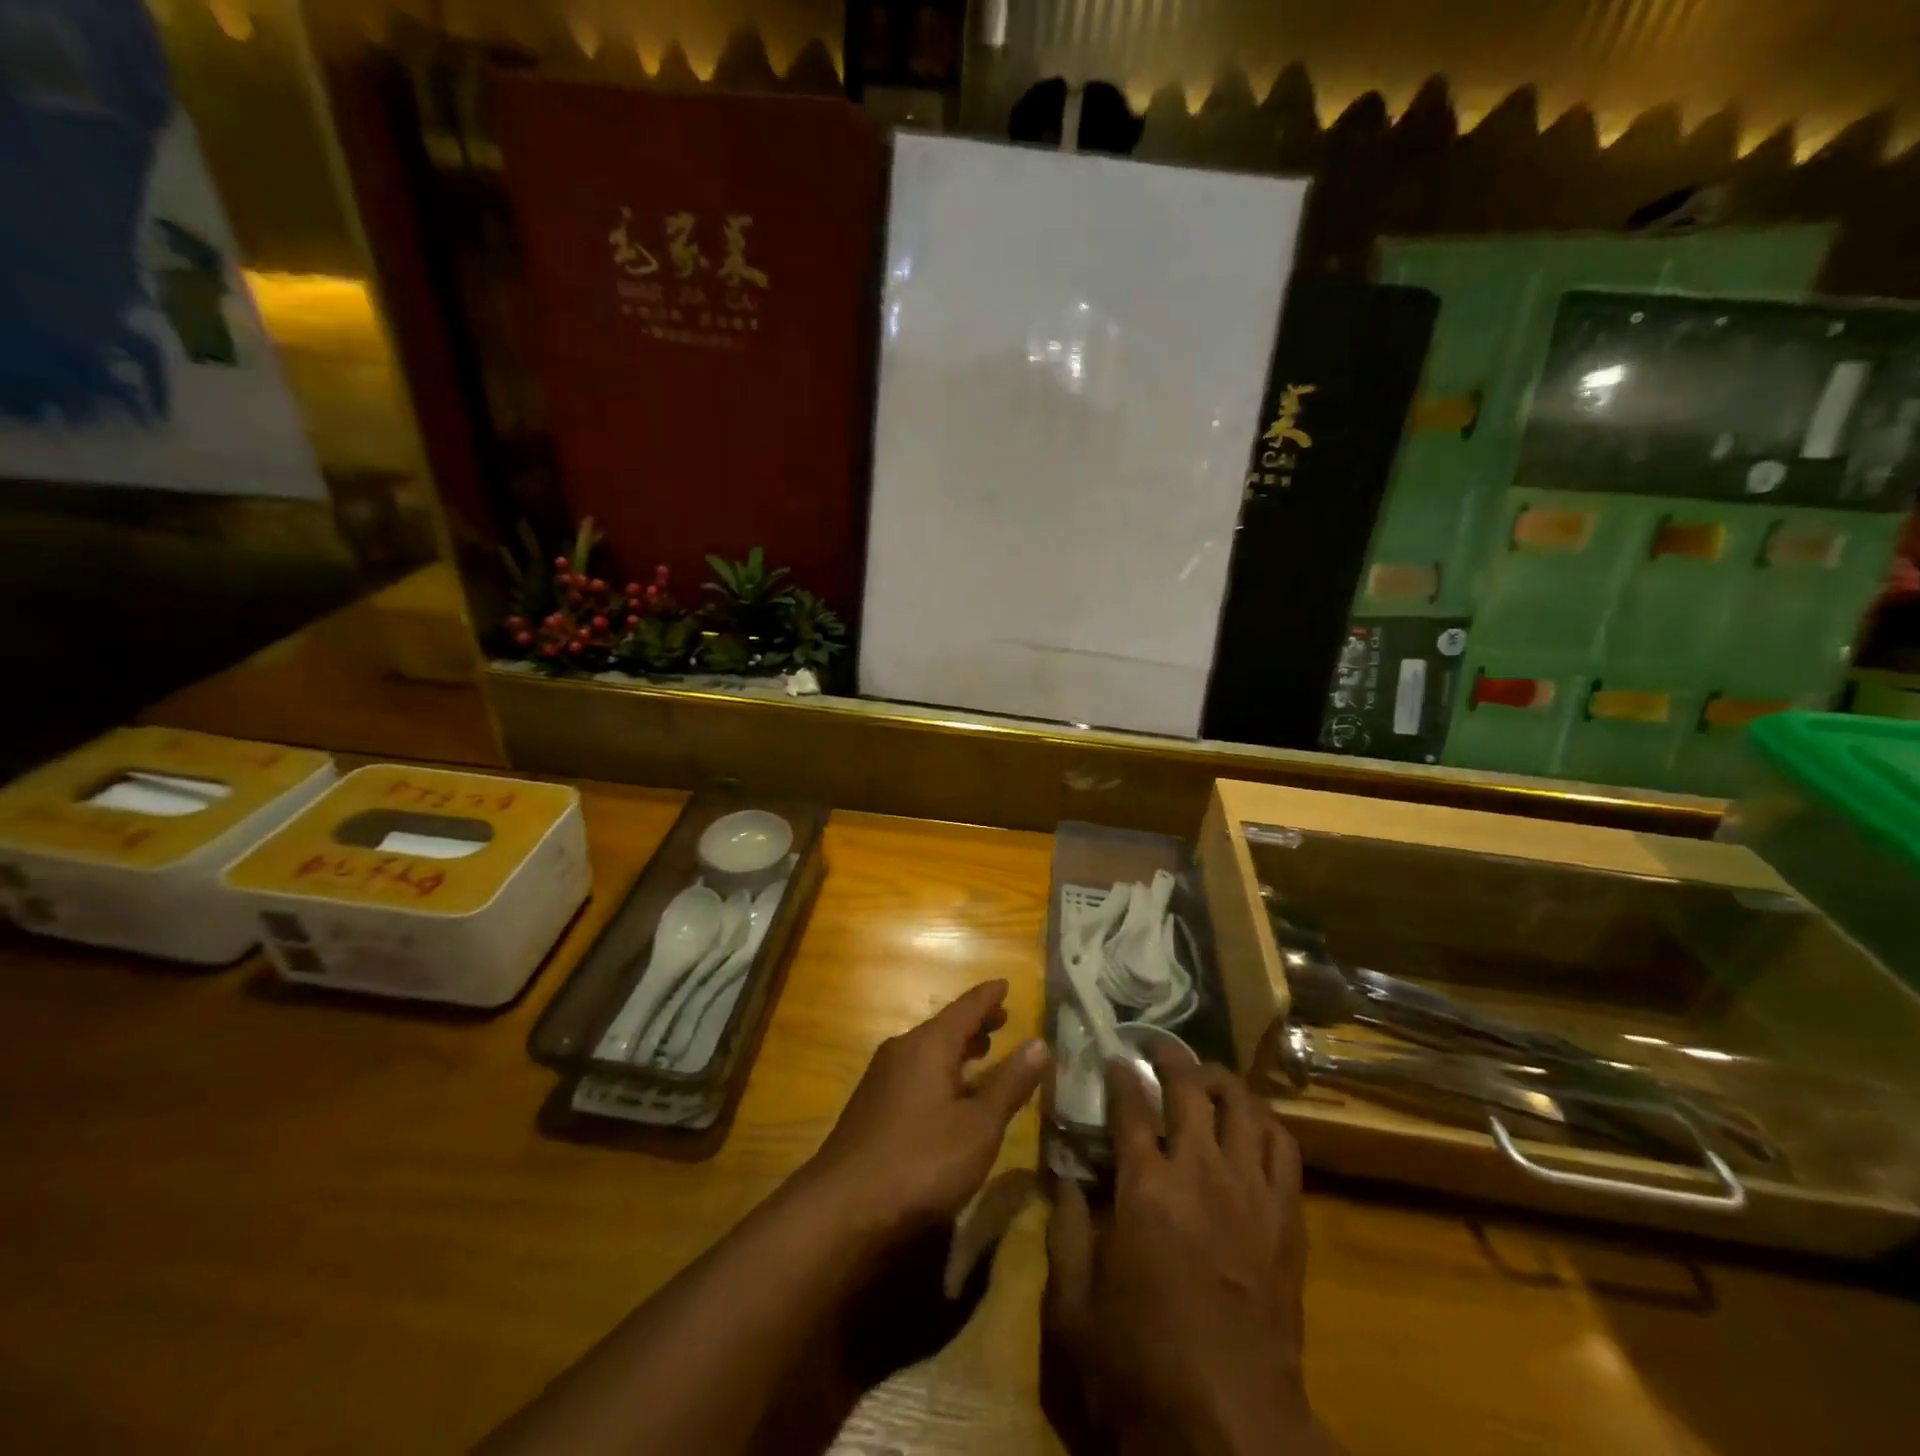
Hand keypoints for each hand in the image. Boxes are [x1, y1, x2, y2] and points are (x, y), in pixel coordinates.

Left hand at [808, 980, 1049, 1249]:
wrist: (843, 1208)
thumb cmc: (921, 1161)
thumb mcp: (979, 1126)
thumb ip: (1009, 1083)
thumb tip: (1040, 1042)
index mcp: (929, 1045)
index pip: (966, 1008)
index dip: (989, 997)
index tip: (1005, 983)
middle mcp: (903, 1050)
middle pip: (945, 1027)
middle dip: (975, 1023)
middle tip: (1001, 1019)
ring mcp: (882, 1078)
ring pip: (928, 1051)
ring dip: (957, 1049)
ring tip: (980, 1052)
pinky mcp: (872, 1106)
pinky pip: (914, 1072)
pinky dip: (939, 1071)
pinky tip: (947, 1094)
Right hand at [1045, 1056, 1332, 1455]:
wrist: (1233, 1431)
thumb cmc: (1142, 1368)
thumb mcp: (1073, 1308)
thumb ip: (1062, 1232)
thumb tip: (1062, 1178)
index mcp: (1144, 1188)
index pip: (1130, 1106)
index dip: (1119, 1075)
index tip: (1112, 1058)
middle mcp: (1199, 1173)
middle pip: (1190, 1089)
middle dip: (1171, 1058)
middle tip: (1158, 1048)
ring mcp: (1250, 1192)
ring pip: (1243, 1106)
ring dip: (1221, 1081)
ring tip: (1207, 1076)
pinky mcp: (1286, 1218)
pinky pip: (1284, 1147)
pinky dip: (1266, 1122)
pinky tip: (1252, 1122)